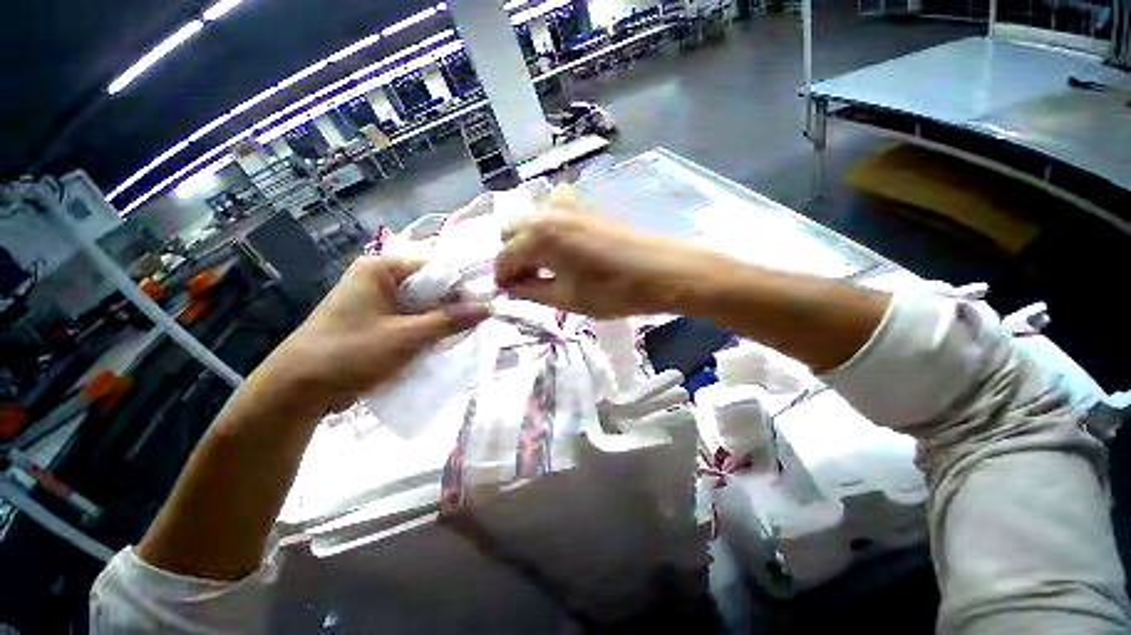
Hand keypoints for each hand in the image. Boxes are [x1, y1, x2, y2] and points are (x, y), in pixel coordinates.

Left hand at [245, 256, 489, 418]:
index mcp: (381, 268)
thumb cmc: (351, 353)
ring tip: (455, 340)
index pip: (436, 270)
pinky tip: (436, 345)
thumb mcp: (408, 336)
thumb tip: (491, 307)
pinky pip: (410, 319)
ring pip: (421, 306)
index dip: (460, 290)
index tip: (478, 313)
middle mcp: (379, 278)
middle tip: (470, 329)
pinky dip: (424, 331)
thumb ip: (452, 320)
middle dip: (450, 308)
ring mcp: (376, 300)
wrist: (297, 390)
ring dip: (438, 322)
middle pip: (429, 288)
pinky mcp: (375, 320)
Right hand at [495, 188, 717, 317]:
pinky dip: (547, 226)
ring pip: (531, 219)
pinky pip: (553, 210)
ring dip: (527, 241)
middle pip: (511, 231)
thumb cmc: (613, 291)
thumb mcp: (567, 299)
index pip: (504, 257)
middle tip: (525, 281)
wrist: (662, 272)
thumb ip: (531, 291)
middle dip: (512, 257)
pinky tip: (560, 244)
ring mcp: (569, 204)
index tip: (506, 293)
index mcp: (539, 236)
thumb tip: (510, 288)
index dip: (502, 277)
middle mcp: (548, 213)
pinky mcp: (586, 206)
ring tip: (542, 265)